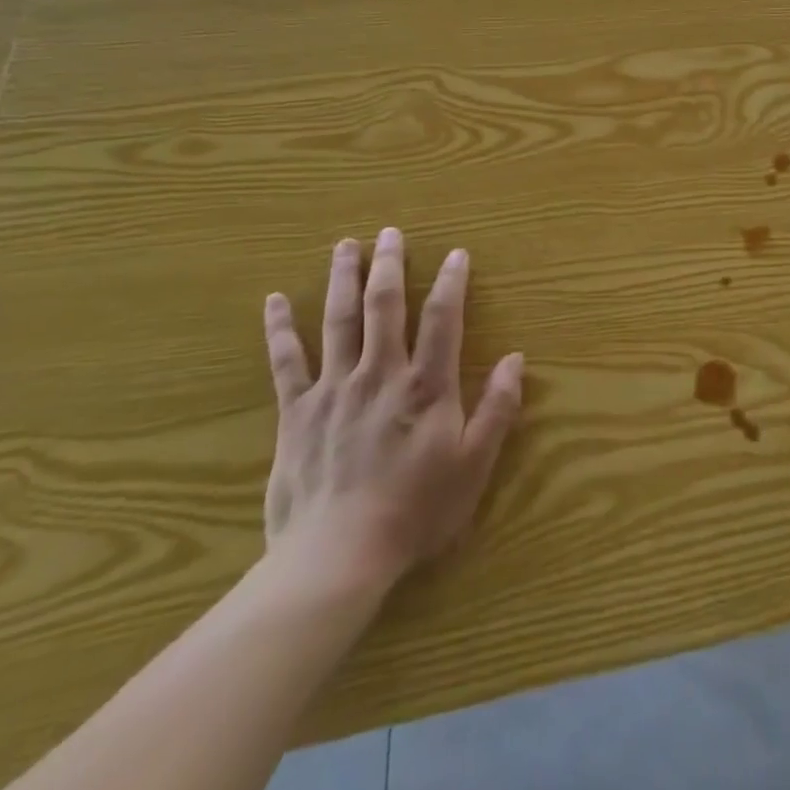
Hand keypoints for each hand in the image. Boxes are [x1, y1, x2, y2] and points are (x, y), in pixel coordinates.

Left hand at [261, 228, 523, 598]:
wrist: (337, 557)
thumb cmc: (416, 510)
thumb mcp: (474, 464)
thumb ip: (498, 408)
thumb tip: (516, 358)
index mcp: (426, 385)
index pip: (443, 318)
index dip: (452, 282)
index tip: (457, 254)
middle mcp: (380, 373)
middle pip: (385, 306)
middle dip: (390, 265)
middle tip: (390, 232)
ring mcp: (334, 389)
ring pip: (338, 321)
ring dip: (342, 279)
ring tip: (345, 245)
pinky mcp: (297, 412)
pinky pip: (286, 362)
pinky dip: (279, 329)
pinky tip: (273, 301)